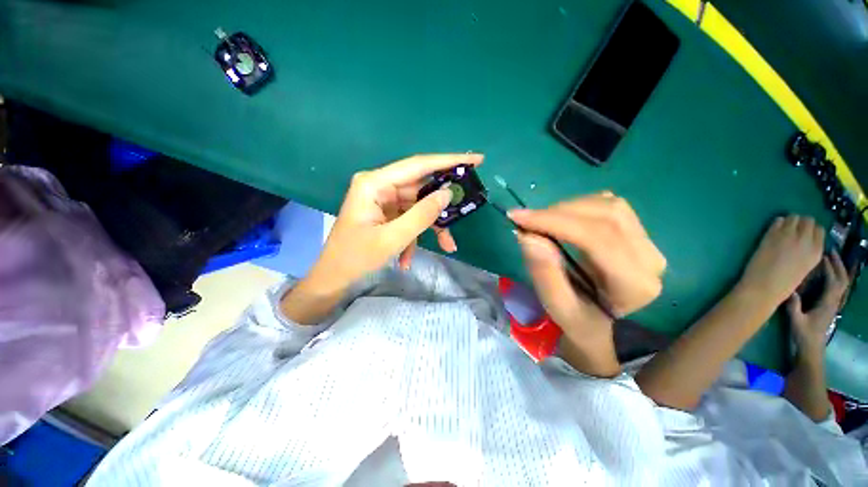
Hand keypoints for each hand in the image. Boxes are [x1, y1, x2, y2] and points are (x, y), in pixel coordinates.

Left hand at [305, 153, 482, 292]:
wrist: (333, 277)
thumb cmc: (356, 258)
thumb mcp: (393, 238)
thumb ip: (422, 215)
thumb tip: (447, 194)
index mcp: (375, 183)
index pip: (418, 165)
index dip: (448, 161)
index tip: (476, 159)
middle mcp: (379, 186)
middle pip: (421, 188)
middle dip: (442, 205)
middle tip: (466, 208)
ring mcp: (383, 200)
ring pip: (418, 207)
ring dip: (431, 227)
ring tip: (448, 245)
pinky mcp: (386, 213)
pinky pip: (409, 219)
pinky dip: (414, 237)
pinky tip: (408, 259)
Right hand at [509, 193, 666, 342]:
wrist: (602, 323)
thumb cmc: (578, 319)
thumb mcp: (556, 305)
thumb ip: (544, 273)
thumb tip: (528, 235)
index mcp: (634, 285)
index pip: (595, 238)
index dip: (554, 221)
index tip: (518, 217)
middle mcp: (650, 260)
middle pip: (605, 216)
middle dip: (557, 212)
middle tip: (526, 220)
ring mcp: (648, 243)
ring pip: (608, 205)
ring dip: (567, 208)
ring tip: (541, 221)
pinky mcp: (639, 232)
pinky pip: (608, 205)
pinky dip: (578, 207)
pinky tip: (561, 220)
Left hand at [738, 215, 824, 306]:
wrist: (764, 287)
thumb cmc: (784, 283)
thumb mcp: (805, 267)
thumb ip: (807, 252)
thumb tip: (804, 241)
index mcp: (817, 251)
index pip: (819, 229)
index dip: (811, 230)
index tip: (804, 234)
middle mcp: (806, 240)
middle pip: (808, 220)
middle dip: (801, 223)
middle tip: (792, 230)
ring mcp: (788, 235)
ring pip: (794, 216)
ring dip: (789, 221)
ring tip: (783, 229)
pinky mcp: (772, 234)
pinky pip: (778, 220)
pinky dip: (777, 223)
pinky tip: (774, 231)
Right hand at [786, 251, 849, 353]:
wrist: (811, 348)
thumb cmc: (803, 334)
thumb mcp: (796, 321)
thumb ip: (794, 306)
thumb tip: (791, 290)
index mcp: (827, 303)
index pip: (834, 282)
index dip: (830, 268)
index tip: (822, 256)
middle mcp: (834, 301)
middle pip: (842, 280)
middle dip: (838, 265)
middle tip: (830, 251)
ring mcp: (833, 303)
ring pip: (841, 283)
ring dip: (838, 269)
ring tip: (829, 258)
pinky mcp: (830, 304)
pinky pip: (836, 287)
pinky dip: (834, 277)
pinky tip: (826, 273)